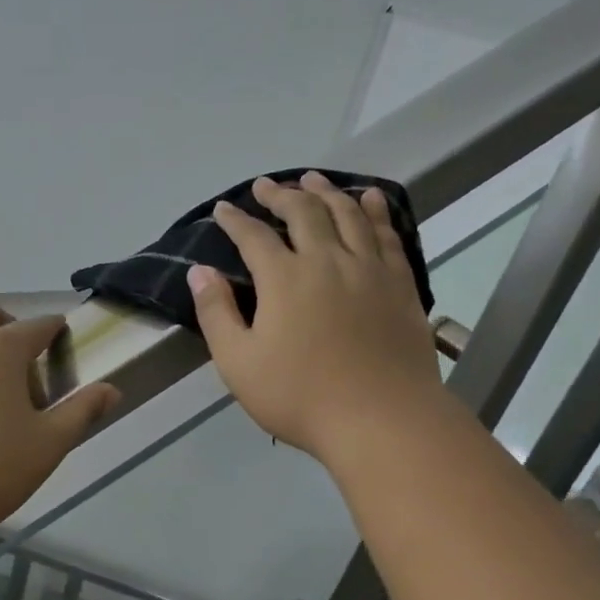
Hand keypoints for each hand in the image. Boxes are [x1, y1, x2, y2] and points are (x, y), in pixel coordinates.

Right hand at [188, 172, 442, 461]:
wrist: (383, 420)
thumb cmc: (301, 397)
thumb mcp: (239, 363)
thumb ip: (216, 313)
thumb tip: (199, 272)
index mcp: (284, 278)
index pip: (254, 237)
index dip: (235, 220)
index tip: (223, 209)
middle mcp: (327, 260)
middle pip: (303, 212)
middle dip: (281, 195)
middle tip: (266, 186)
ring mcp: (369, 269)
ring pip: (347, 214)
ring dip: (326, 191)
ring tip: (312, 179)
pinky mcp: (400, 283)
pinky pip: (388, 234)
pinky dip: (375, 210)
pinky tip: (369, 199)